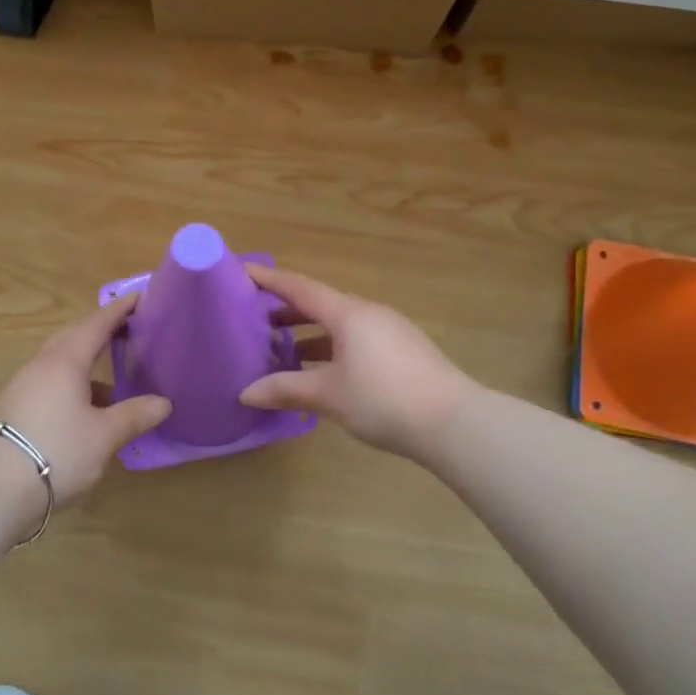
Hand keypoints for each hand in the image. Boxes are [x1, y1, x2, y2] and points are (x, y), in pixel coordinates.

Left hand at [0, 292, 171, 507]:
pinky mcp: (14, 407)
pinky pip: (50, 380)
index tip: (139, 296)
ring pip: (60, 360)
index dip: (119, 310)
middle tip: (127, 326)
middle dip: (101, 328)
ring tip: (111, 369)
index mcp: (66, 360)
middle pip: (75, 336)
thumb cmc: (57, 451)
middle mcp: (43, 364)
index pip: (97, 323)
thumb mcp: (104, 436)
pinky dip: (72, 380)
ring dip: (86, 358)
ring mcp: (24, 385)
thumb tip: (164, 402)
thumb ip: (134, 415)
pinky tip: (85, 405)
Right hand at [239, 265, 480, 462]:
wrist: (454, 423)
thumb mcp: (329, 395)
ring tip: (280, 349)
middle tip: (252, 318)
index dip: (268, 279)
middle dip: (285, 309)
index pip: (299, 287)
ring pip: (338, 323)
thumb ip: (286, 389)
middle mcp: (367, 313)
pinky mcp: (401, 350)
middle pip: (318, 303)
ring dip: (308, 332)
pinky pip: (355, 338)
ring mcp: (388, 330)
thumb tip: (246, 393)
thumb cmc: (384, 400)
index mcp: (347, 313)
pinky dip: (330, 346)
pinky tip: (319, 371)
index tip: (241, 271)